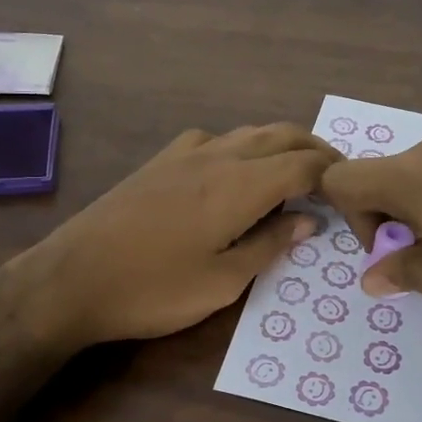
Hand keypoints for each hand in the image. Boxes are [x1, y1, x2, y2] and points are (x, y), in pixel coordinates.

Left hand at [15, 124, 337, 349]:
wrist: (72, 278)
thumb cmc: (153, 289)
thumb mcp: (222, 282)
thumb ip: (269, 245)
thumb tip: (307, 220)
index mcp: (240, 185)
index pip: (304, 164)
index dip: (334, 174)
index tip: (350, 193)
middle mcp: (218, 156)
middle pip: (281, 135)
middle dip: (315, 150)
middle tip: (335, 177)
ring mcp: (186, 153)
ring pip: (249, 133)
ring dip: (281, 145)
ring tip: (296, 172)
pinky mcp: (161, 160)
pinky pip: (216, 139)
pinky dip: (243, 146)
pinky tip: (235, 171)